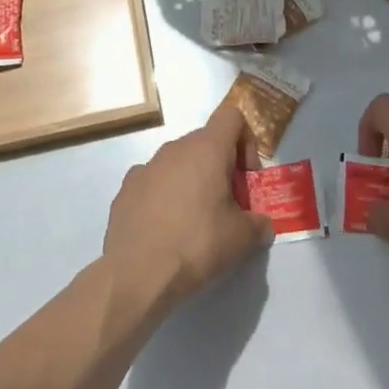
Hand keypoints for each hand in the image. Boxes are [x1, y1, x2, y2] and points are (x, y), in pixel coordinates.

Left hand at [103, 104, 274, 318]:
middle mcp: (175, 147)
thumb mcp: (241, 238)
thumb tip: (262, 224)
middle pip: (206, 142)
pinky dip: (164, 195)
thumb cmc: (197, 244)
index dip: (246, 140)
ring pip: (179, 162)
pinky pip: (154, 181)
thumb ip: (258, 224)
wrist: (137, 272)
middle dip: (221, 167)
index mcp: (207, 149)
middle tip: (227, 205)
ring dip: (192, 181)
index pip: (232, 116)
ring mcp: (147, 165)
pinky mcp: (126, 187)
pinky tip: (165, 228)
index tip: (246, 176)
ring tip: (195, 221)